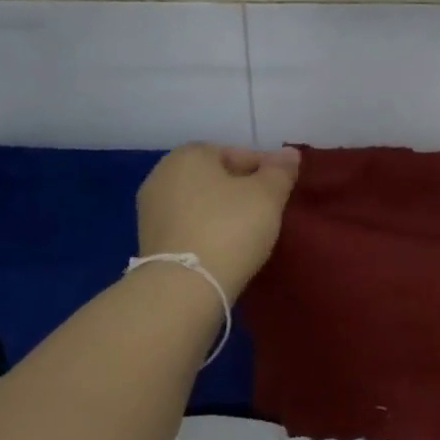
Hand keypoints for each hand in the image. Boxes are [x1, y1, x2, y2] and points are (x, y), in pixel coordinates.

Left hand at [137, 145, 300, 298]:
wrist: (184, 287)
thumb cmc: (229, 228)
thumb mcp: (267, 196)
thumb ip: (280, 171)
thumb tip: (290, 153)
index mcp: (189, 155)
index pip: (237, 153)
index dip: (265, 169)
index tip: (282, 190)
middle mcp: (162, 174)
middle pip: (215, 176)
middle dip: (241, 189)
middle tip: (268, 211)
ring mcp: (151, 209)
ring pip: (200, 202)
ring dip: (222, 211)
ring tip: (249, 231)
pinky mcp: (149, 240)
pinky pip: (188, 225)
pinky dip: (206, 230)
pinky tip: (225, 247)